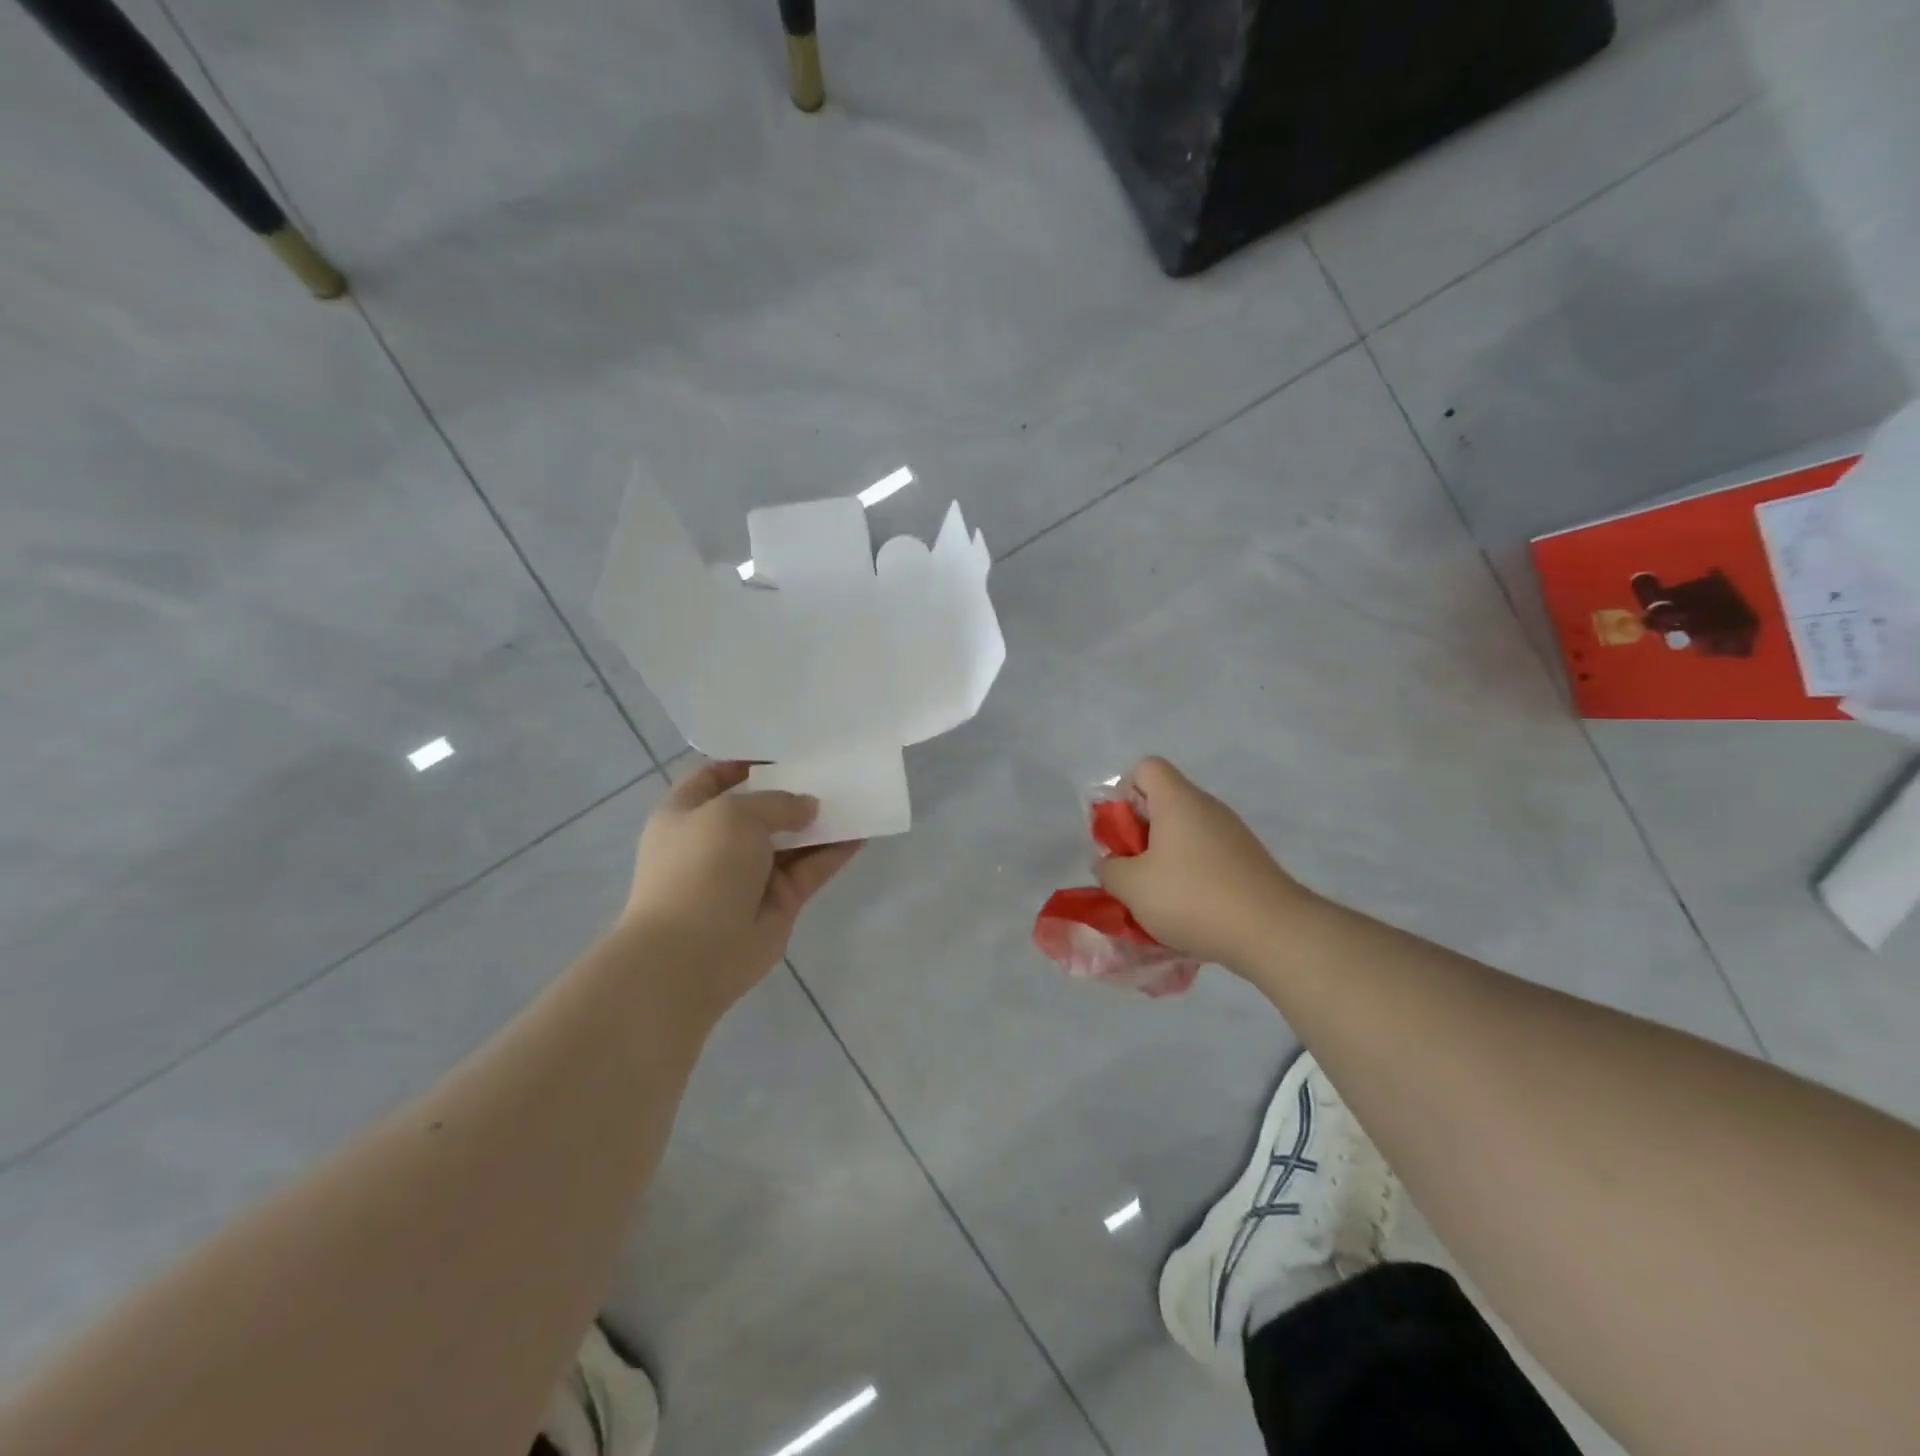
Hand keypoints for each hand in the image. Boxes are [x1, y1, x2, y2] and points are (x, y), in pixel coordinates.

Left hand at [620, 761, 861, 1017]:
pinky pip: (811, 868)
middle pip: (761, 808)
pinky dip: (835, 852)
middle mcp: (718, 841)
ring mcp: (750, 873)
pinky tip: (863, 832)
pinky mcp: (779, 900)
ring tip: (856, 795)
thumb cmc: (700, 868)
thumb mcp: (734, 814)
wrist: (690, 954)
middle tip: (832, 769)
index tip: (786, 749)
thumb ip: (777, 802)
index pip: (716, 777)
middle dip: (794, 790)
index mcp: (688, 814)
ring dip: (821, 821)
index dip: (746, 761)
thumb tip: (808, 808)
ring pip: (792, 840)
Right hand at [1095, 757, 1314, 968]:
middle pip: (1164, 803)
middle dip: (1140, 834)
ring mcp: (1233, 835)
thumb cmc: (1192, 897)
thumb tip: (1110, 862)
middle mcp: (1208, 808)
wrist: (1272, 932)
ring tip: (1156, 898)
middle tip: (1131, 870)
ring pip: (1185, 834)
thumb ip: (1109, 869)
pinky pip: (1207, 857)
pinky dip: (1191, 876)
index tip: (1120, 832)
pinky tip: (1188, 911)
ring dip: (1164, 859)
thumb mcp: (1132, 887)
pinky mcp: (1248, 862)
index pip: (1146, 768)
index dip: (1124, 791)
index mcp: (1177, 800)